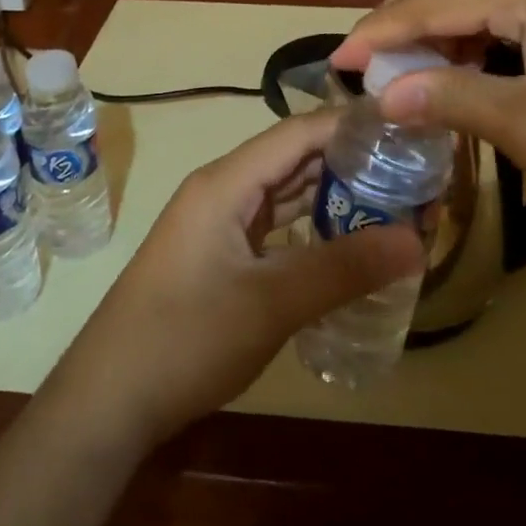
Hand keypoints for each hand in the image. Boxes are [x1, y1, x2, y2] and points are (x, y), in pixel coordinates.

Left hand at [50, 111, 422, 449]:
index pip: (298, 132)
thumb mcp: (271, 303)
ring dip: (332, 198)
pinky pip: (274, 227)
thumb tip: (417, 239)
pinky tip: (347, 246)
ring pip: (285, 195)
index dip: (350, 125)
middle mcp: (222, 190)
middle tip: (411, 174)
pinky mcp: (219, 256)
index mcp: (227, 182)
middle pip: (294, 159)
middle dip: (350, 163)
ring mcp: (218, 224)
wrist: (108, 400)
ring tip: (393, 204)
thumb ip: (344, 268)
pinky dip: (310, 230)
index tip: (405, 128)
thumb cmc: (185, 339)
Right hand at [332, 0, 525, 218]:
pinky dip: (486, 23)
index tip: (336, 62)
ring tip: (417, 66)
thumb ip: (452, 101)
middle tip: (372, 61)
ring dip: (445, 19)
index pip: (430, 0)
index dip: (378, 33)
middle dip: (405, 15)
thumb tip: (386, 95)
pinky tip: (477, 59)